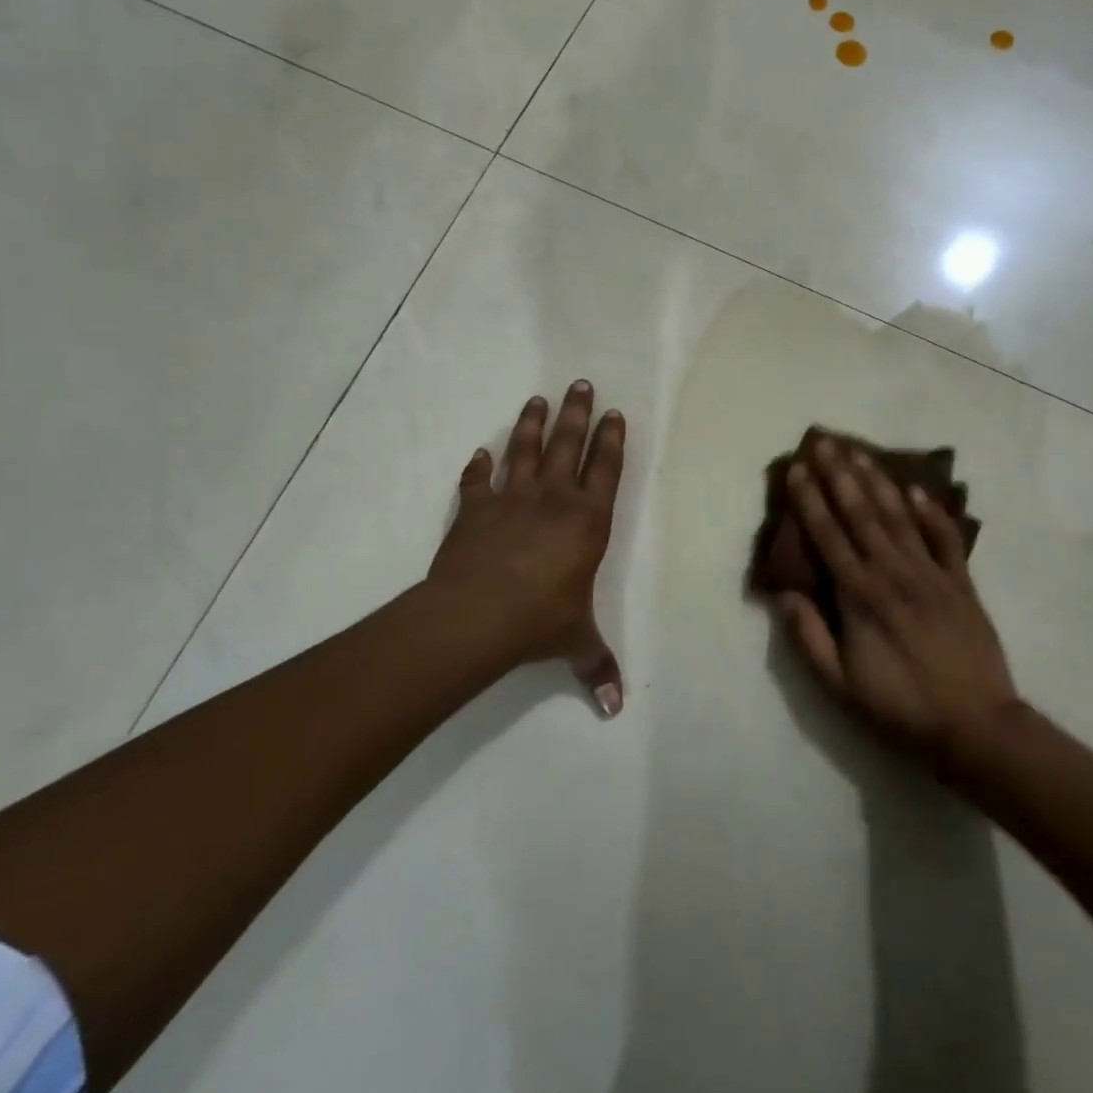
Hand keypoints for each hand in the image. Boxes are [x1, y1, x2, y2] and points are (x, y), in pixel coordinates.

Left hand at [427, 381, 627, 715]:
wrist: (476, 615)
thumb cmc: (539, 620)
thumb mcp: (576, 642)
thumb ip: (598, 667)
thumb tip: (617, 709)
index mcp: (588, 521)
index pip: (606, 469)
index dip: (612, 439)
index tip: (614, 413)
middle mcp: (554, 499)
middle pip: (569, 444)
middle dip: (578, 413)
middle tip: (581, 382)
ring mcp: (512, 498)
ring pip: (526, 450)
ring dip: (532, 424)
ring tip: (538, 399)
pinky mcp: (475, 508)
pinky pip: (477, 480)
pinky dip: (478, 466)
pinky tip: (479, 453)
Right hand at [778, 437, 1019, 765]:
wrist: (976, 727)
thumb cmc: (900, 707)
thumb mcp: (840, 685)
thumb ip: (809, 636)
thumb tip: (782, 593)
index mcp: (860, 596)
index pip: (827, 535)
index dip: (809, 500)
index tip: (796, 468)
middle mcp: (893, 573)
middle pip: (861, 513)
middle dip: (839, 474)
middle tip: (824, 440)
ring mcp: (931, 574)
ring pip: (898, 516)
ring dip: (877, 481)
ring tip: (859, 451)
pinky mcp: (961, 583)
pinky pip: (945, 539)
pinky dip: (932, 512)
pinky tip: (916, 488)